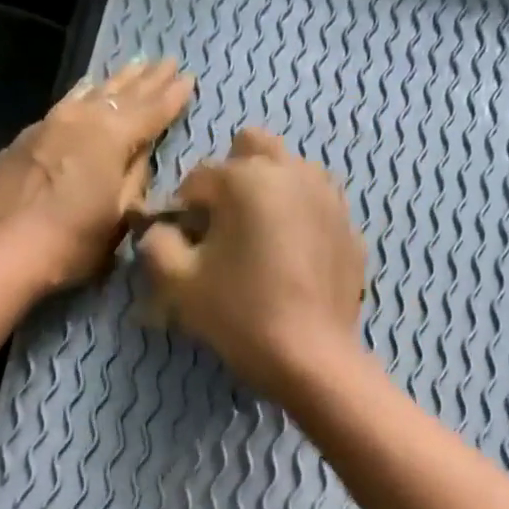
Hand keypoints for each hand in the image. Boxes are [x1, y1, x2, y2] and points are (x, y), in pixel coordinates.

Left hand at [0, 58, 194, 291]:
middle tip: (168, 61)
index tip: (189, 78)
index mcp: (112, 138)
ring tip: (134, 66)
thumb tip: (141, 158)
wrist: (3, 251)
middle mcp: (83, 119)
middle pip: (121, 93)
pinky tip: (86, 91)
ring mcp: (51, 123)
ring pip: (91, 93)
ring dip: (115, 81)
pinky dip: (84, 95)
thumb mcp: (118, 222)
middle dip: (147, 79)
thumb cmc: (71, 244)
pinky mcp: (27, 137)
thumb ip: (135, 183)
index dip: (171, 96)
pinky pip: (66, 104)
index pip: (151, 111)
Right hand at [137, 128, 367, 399]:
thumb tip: (160, 231)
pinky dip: (300, 221)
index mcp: (246, 178)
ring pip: (290, 172)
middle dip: (231, 180)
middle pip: (251, 149)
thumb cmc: (240, 317)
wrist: (311, 359)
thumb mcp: (180, 285)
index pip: (197, 179)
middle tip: (224, 230)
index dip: (183, 213)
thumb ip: (157, 245)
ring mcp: (329, 198)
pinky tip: (293, 263)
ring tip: (260, 243)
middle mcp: (292, 172)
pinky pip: (317, 208)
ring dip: (269, 193)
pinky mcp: (350, 230)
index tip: (185, 248)